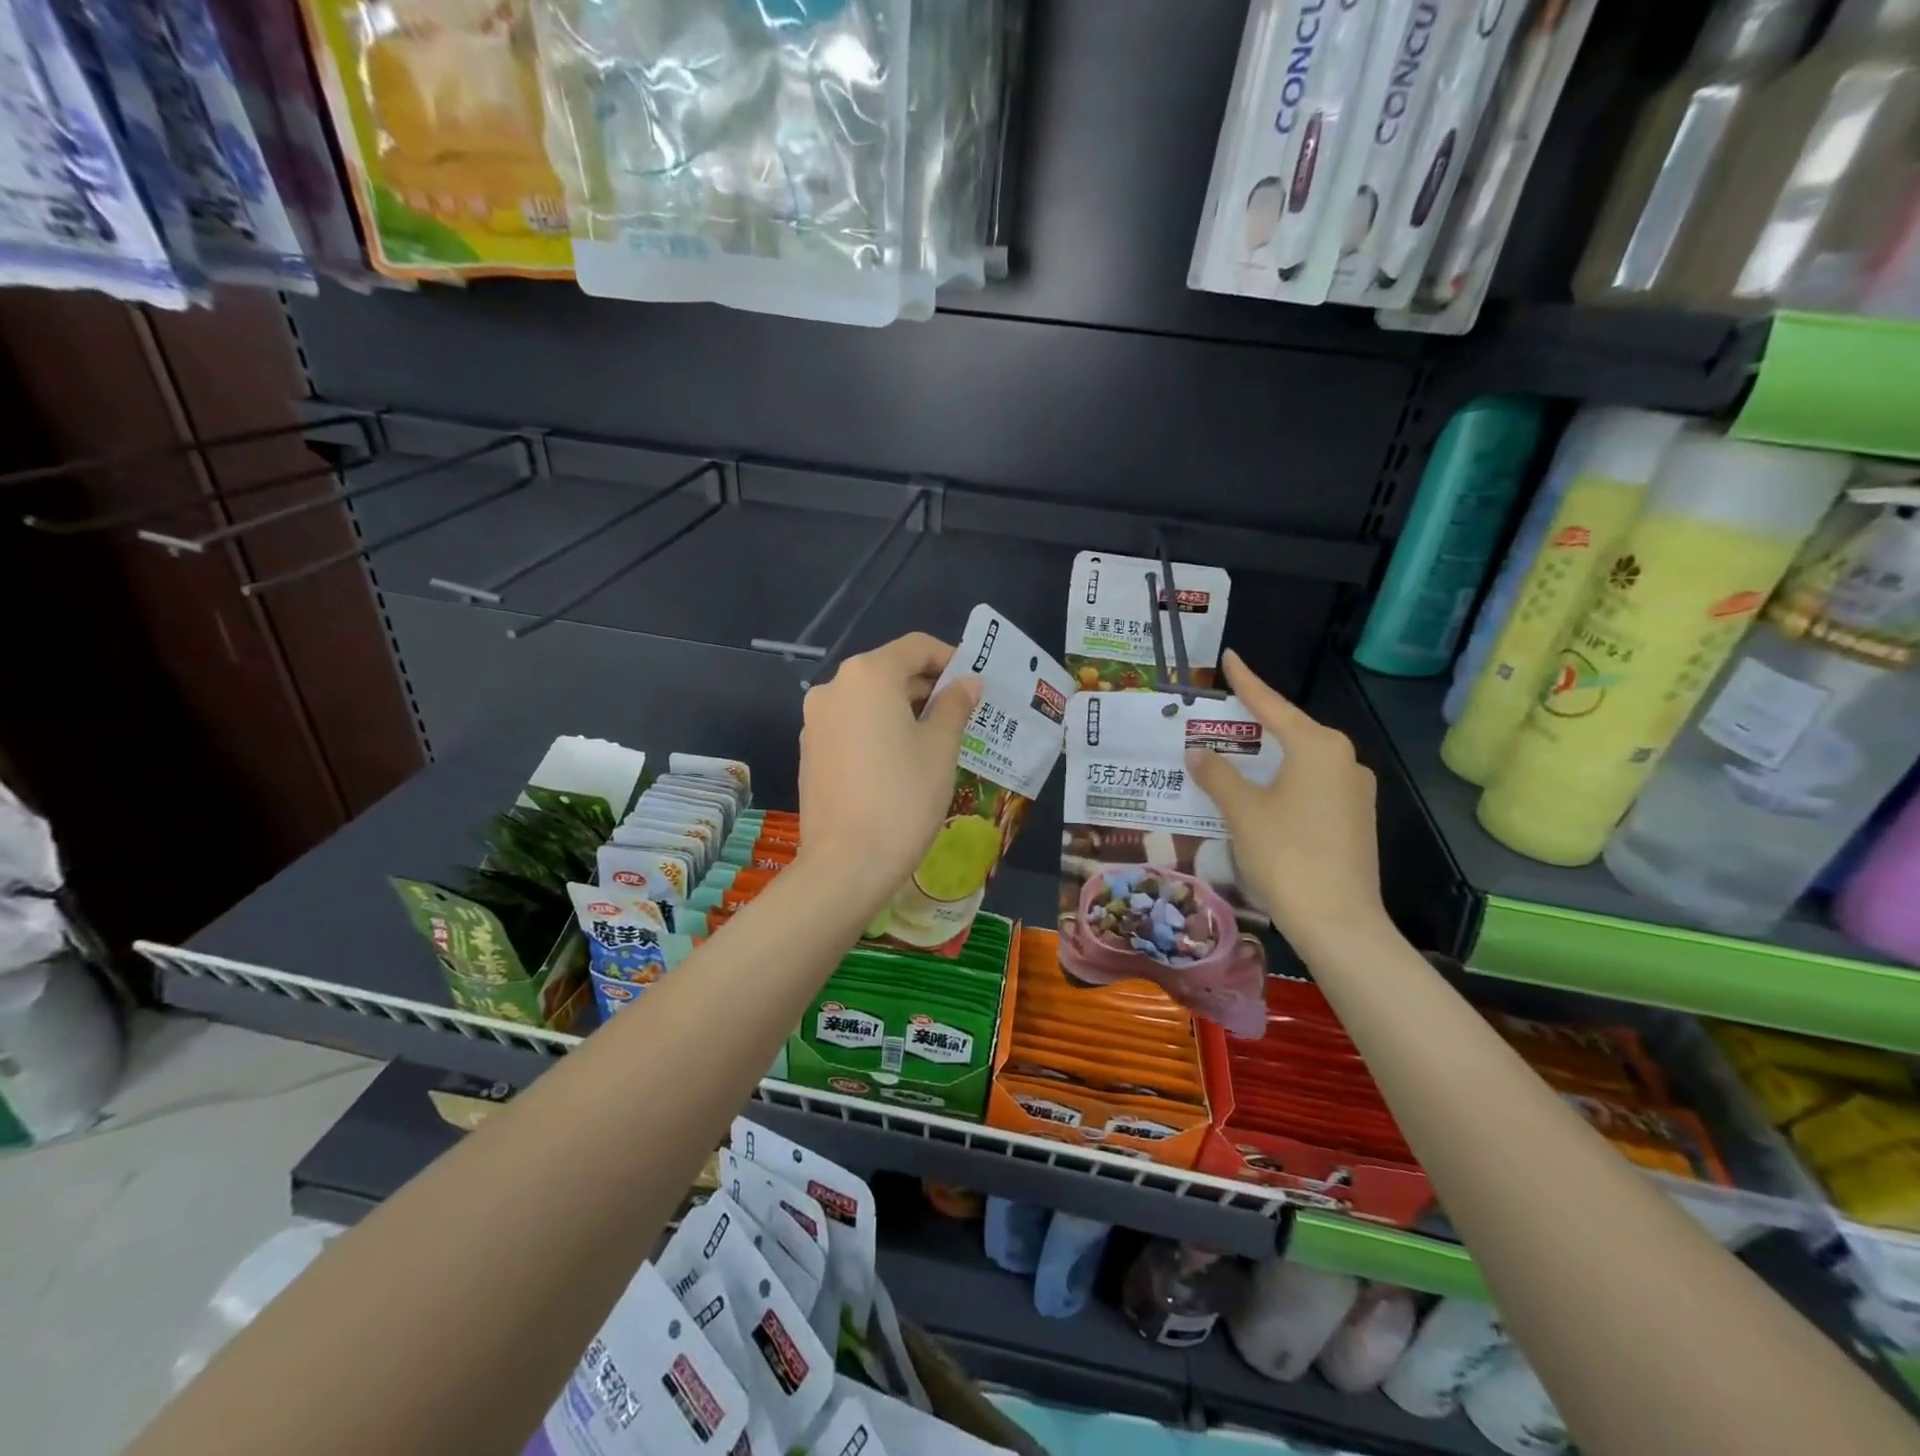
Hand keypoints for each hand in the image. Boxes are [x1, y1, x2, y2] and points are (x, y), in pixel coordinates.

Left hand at [796, 633, 982, 911]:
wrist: (846, 864)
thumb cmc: (903, 797)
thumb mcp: (941, 748)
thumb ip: (955, 705)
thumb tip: (967, 682)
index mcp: (868, 675)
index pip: (916, 647)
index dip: (950, 659)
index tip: (974, 684)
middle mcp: (835, 687)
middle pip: (889, 671)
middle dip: (927, 687)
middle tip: (962, 714)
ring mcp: (816, 720)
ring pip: (868, 700)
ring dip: (903, 709)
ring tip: (935, 739)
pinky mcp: (810, 751)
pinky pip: (851, 725)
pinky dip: (878, 730)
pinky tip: (900, 761)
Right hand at [1185, 650, 1387, 954]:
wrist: (1338, 920)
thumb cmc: (1285, 854)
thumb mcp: (1242, 811)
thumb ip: (1217, 775)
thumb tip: (1198, 751)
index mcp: (1317, 747)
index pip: (1272, 705)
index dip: (1247, 682)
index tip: (1231, 658)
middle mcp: (1344, 759)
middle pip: (1292, 730)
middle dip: (1257, 723)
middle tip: (1225, 713)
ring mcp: (1356, 790)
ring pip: (1304, 760)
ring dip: (1271, 756)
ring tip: (1238, 754)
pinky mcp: (1357, 817)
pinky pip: (1315, 784)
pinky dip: (1286, 780)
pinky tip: (1265, 794)